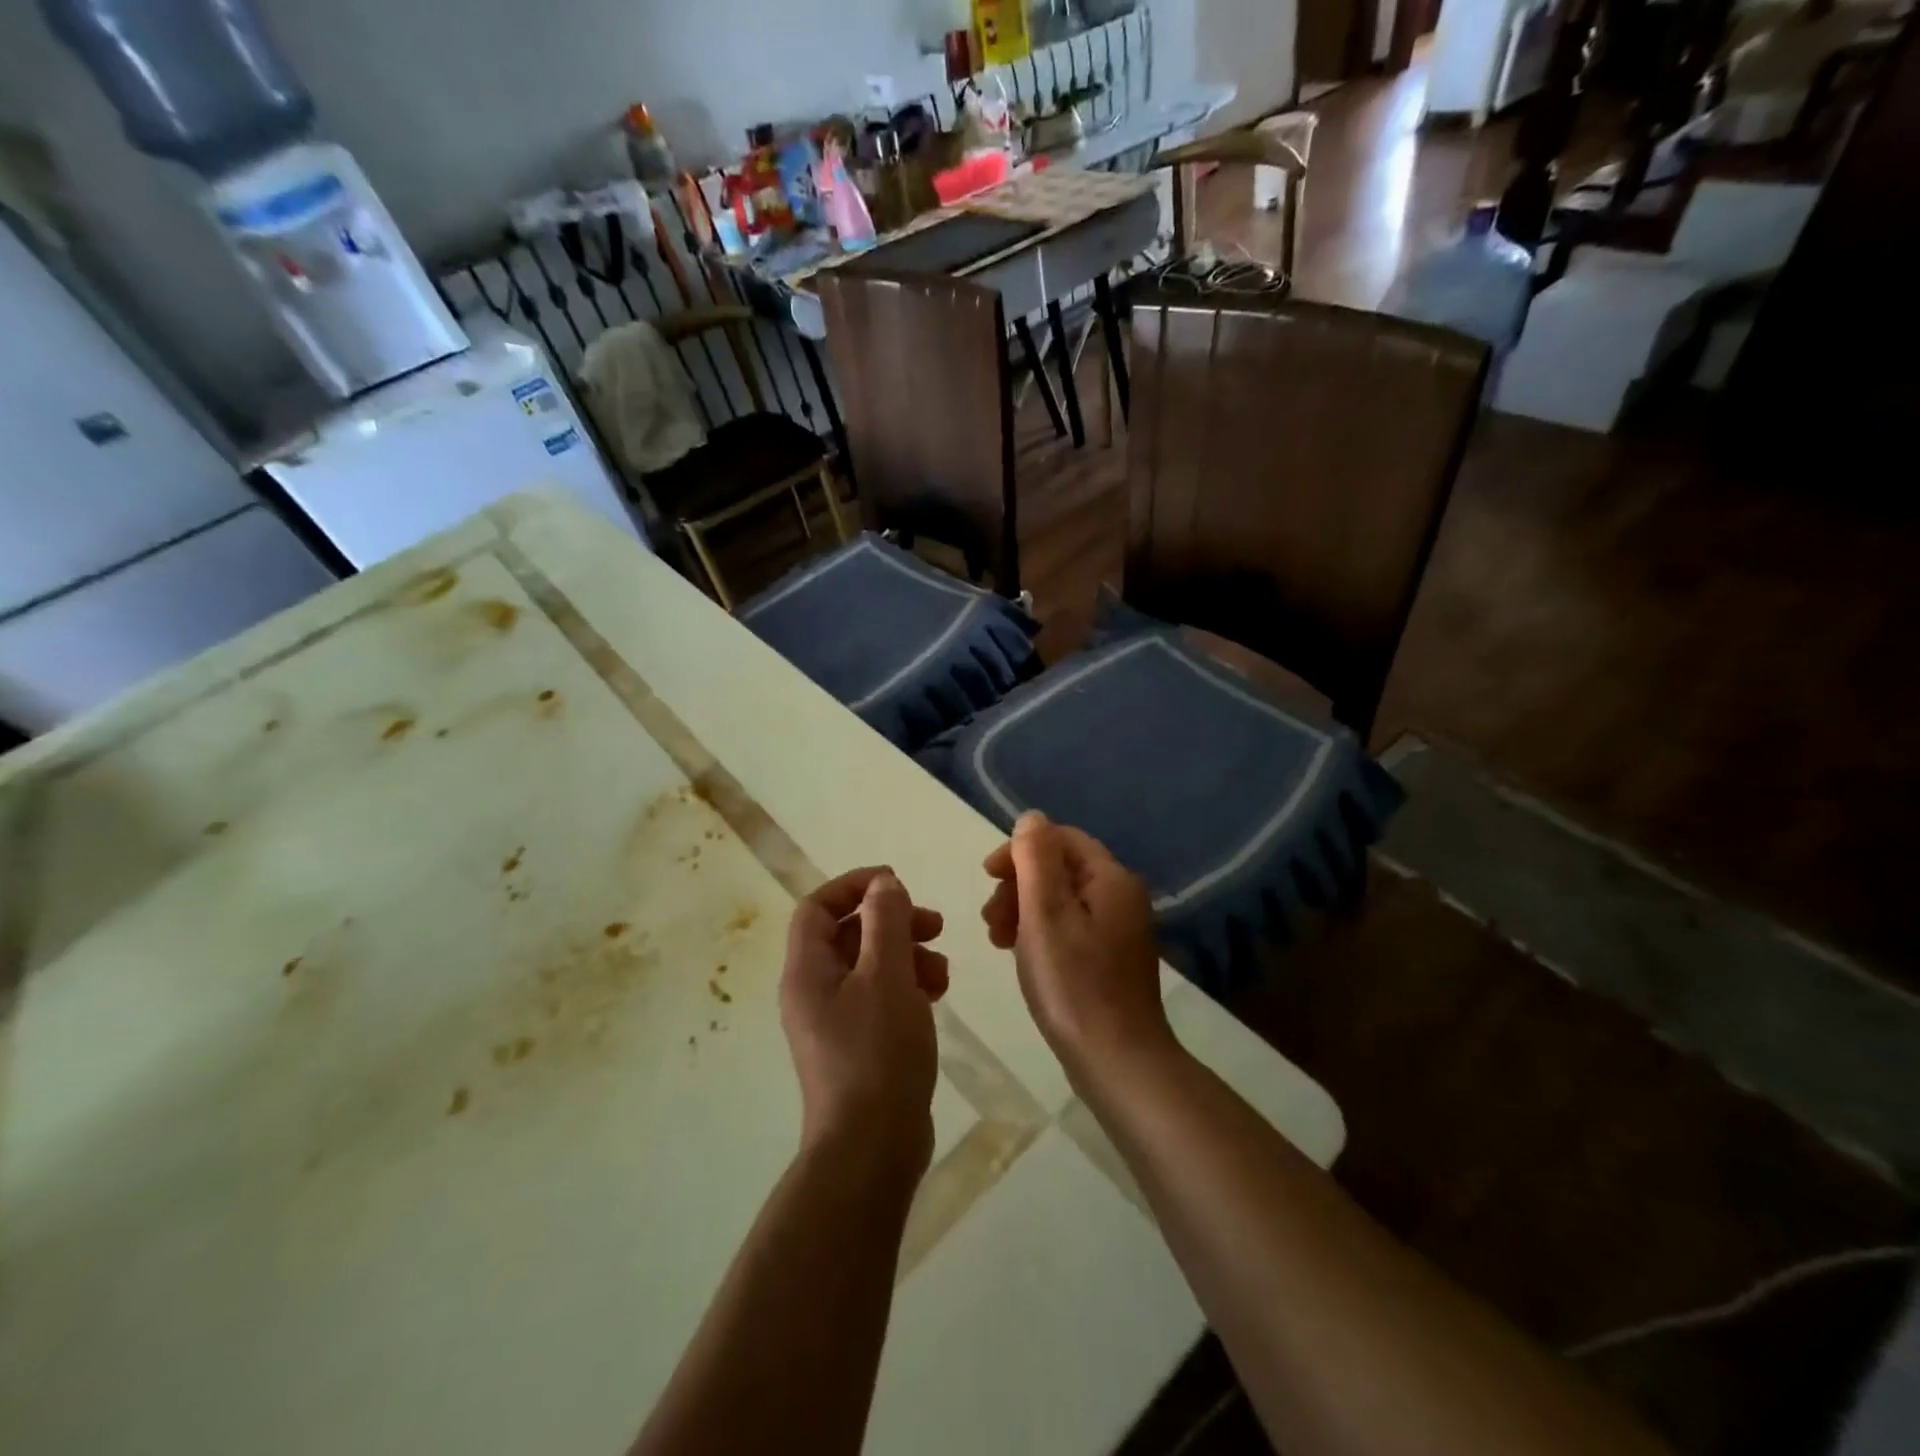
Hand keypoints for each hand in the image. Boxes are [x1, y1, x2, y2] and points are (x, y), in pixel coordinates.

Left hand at [781, 867, 948, 1179]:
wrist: (871, 1149)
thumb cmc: (876, 1053)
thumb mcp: (886, 976)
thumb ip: (885, 922)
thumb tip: (883, 884)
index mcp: (806, 971)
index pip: (818, 907)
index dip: (853, 886)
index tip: (895, 883)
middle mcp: (813, 992)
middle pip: (848, 935)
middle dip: (892, 922)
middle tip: (934, 925)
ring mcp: (835, 1022)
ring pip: (869, 966)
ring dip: (906, 955)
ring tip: (942, 971)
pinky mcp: (858, 1046)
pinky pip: (879, 997)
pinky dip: (907, 986)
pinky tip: (937, 994)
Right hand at [981, 812, 1173, 1082]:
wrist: (1117, 1061)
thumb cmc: (1074, 984)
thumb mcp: (1045, 913)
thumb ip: (1036, 859)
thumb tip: (1032, 818)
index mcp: (1110, 878)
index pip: (1061, 839)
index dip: (1020, 850)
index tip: (987, 877)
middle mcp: (1121, 896)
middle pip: (1060, 868)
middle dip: (1018, 884)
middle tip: (990, 919)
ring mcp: (1119, 929)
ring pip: (1061, 900)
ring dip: (1023, 909)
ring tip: (997, 940)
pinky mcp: (1110, 958)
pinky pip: (1069, 927)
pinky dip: (1039, 932)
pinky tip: (1019, 955)